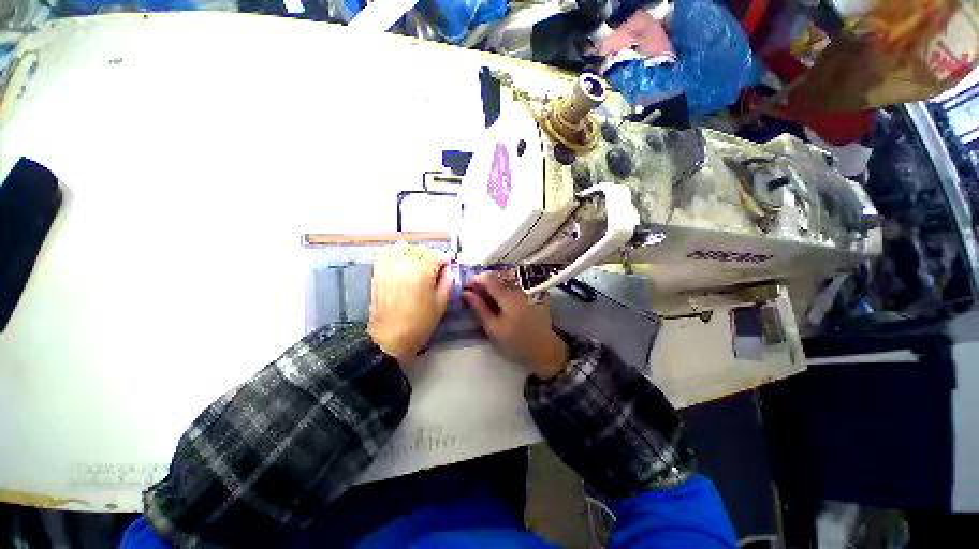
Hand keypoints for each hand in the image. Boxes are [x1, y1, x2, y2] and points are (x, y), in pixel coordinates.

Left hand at [368, 241, 451, 363]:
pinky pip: (385, 254)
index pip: (436, 254)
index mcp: (422, 272)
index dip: (444, 259)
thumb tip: (448, 270)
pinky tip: (400, 264)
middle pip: (420, 249)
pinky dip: (394, 254)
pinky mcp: (377, 272)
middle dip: (429, 257)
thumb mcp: (440, 304)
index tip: (447, 265)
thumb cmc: (419, 323)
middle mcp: (404, 264)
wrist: (389, 338)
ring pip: (402, 248)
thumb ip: (447, 282)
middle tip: (434, 269)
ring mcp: (388, 267)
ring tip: (416, 265)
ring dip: (412, 253)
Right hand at [461, 272, 568, 379]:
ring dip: (492, 289)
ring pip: (504, 284)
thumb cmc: (516, 341)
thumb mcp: (493, 327)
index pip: (488, 278)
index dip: (475, 279)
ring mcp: (525, 292)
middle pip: (496, 279)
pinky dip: (501, 293)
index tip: (466, 287)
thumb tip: (466, 293)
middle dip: (482, 284)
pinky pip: (511, 289)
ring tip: (483, 301)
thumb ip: (479, 308)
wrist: (543, 349)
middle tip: (472, 295)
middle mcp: (517, 290)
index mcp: (507, 296)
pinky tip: (497, 304)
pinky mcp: (530, 296)